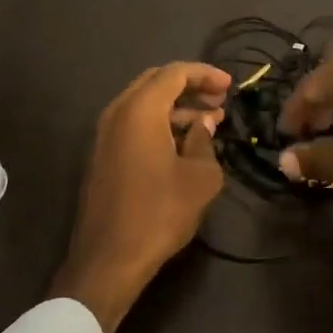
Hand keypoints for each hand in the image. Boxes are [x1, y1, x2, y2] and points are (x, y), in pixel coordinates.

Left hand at [50, 62, 231, 332]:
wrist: (108, 259)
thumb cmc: (159, 213)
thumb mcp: (199, 177)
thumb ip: (205, 142)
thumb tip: (203, 125)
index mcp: (140, 110)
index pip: (174, 72)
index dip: (205, 74)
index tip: (229, 87)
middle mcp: (117, 112)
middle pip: (156, 82)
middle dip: (190, 86)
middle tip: (219, 99)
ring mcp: (104, 134)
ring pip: (143, 104)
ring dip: (176, 107)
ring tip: (208, 123)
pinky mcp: (102, 155)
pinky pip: (133, 123)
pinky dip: (159, 123)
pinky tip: (183, 143)